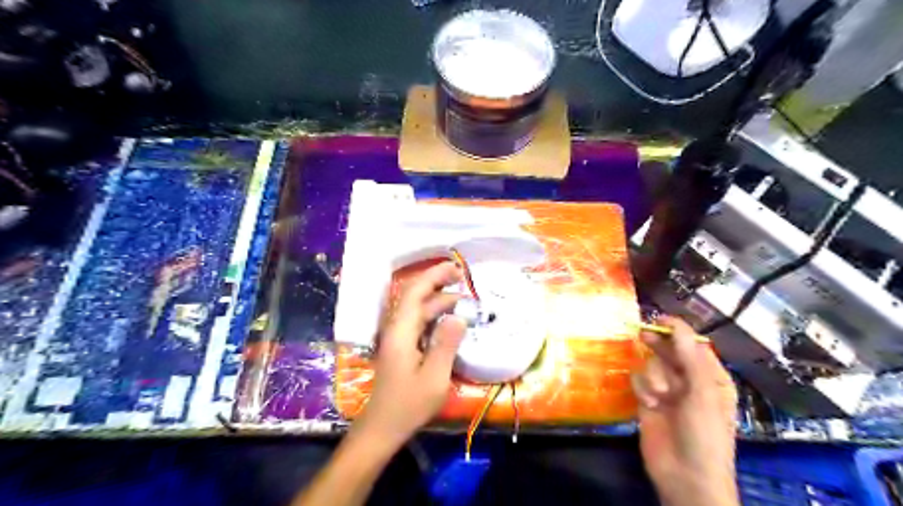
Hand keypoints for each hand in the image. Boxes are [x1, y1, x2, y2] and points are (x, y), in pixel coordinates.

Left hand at [352, 263, 465, 451]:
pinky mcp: (401, 348)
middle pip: (417, 297)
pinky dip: (435, 316)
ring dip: (439, 302)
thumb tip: (458, 316)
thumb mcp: (434, 376)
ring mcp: (398, 338)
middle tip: (465, 281)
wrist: (382, 427)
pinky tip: (450, 320)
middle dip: (440, 285)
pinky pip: (419, 323)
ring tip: (465, 301)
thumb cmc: (408, 404)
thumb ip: (446, 344)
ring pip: (419, 310)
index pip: (416, 292)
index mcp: (401, 331)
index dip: (435, 275)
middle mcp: (397, 329)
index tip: (456, 268)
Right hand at [629, 316, 736, 505]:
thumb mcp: (702, 392)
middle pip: (670, 351)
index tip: (659, 319)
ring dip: (653, 376)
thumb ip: (688, 356)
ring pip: (652, 365)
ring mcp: (667, 391)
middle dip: (659, 345)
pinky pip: (639, 380)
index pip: (693, 345)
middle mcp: (689, 380)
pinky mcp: (648, 400)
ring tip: (659, 395)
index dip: (678, 331)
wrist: (685, 474)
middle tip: (644, 334)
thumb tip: (676, 325)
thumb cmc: (704, 433)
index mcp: (711, 377)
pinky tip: (649, 404)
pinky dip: (642, 388)